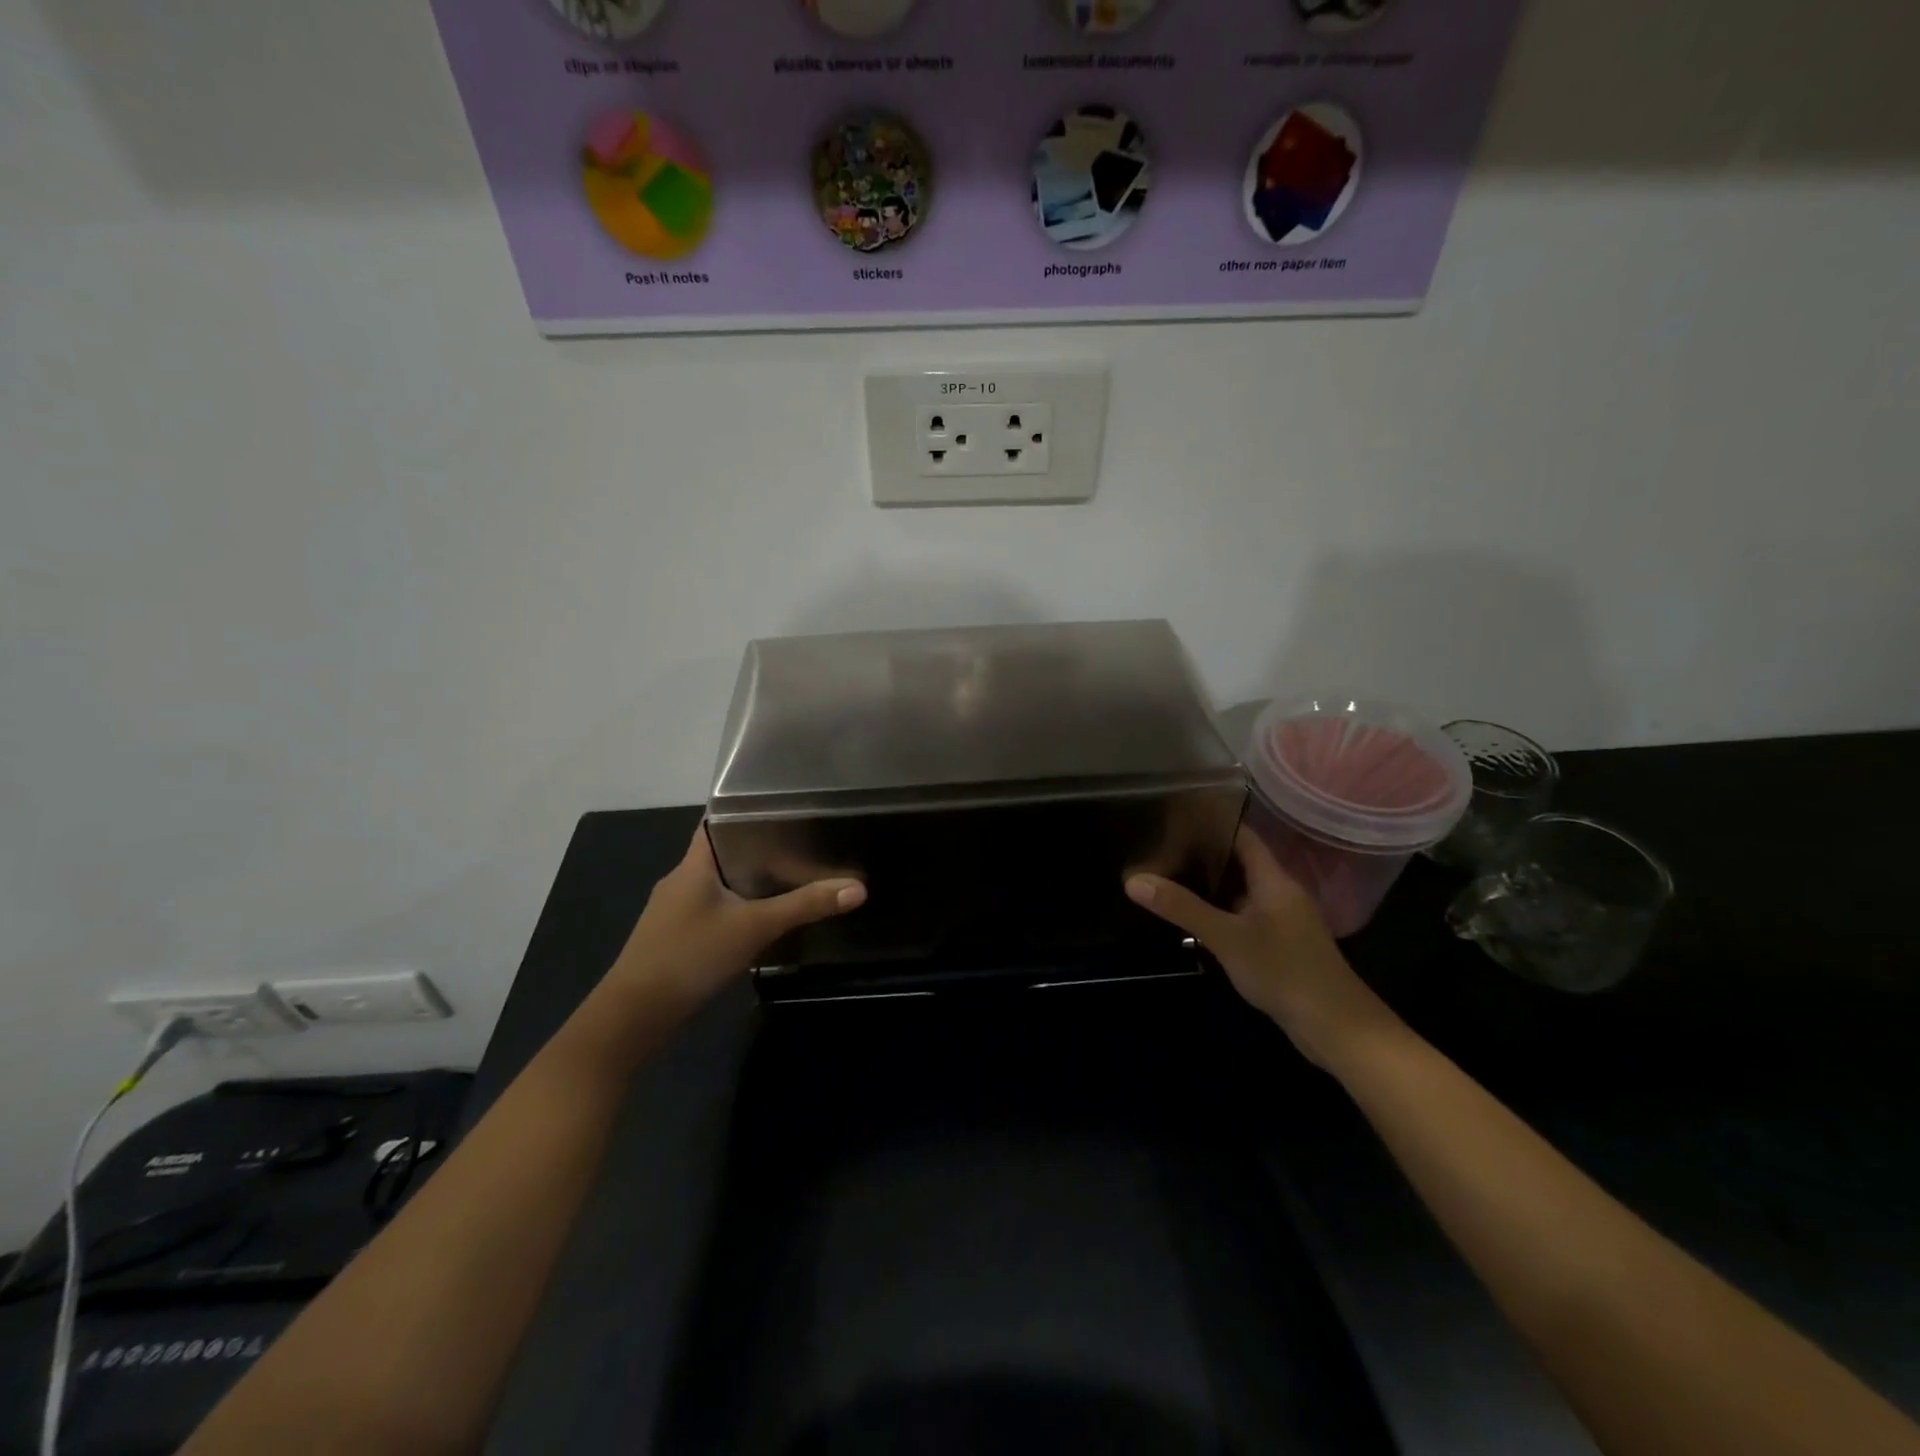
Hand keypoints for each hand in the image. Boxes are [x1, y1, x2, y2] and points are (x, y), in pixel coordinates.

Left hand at [609, 824, 865, 1010]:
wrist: (633, 1016)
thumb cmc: (690, 955)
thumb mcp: (754, 927)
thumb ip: (804, 906)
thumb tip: (858, 888)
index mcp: (693, 865)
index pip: (716, 821)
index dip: (746, 811)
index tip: (785, 807)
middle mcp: (680, 881)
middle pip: (722, 853)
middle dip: (758, 848)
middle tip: (802, 842)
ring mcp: (673, 912)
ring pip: (717, 884)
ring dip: (747, 881)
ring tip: (790, 877)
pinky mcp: (674, 938)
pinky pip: (711, 910)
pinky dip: (735, 908)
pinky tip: (759, 919)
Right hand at [1126, 828, 1400, 1070]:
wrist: (1336, 1027)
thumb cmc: (1283, 970)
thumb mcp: (1225, 937)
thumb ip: (1181, 907)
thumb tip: (1133, 880)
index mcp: (1273, 880)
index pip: (1242, 836)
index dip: (1212, 822)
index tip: (1174, 817)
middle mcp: (1280, 893)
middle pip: (1239, 862)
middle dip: (1202, 854)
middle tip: (1160, 848)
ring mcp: (1283, 920)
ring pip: (1241, 891)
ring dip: (1210, 886)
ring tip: (1167, 877)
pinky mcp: (1281, 945)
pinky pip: (1245, 916)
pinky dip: (1220, 912)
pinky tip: (1193, 919)